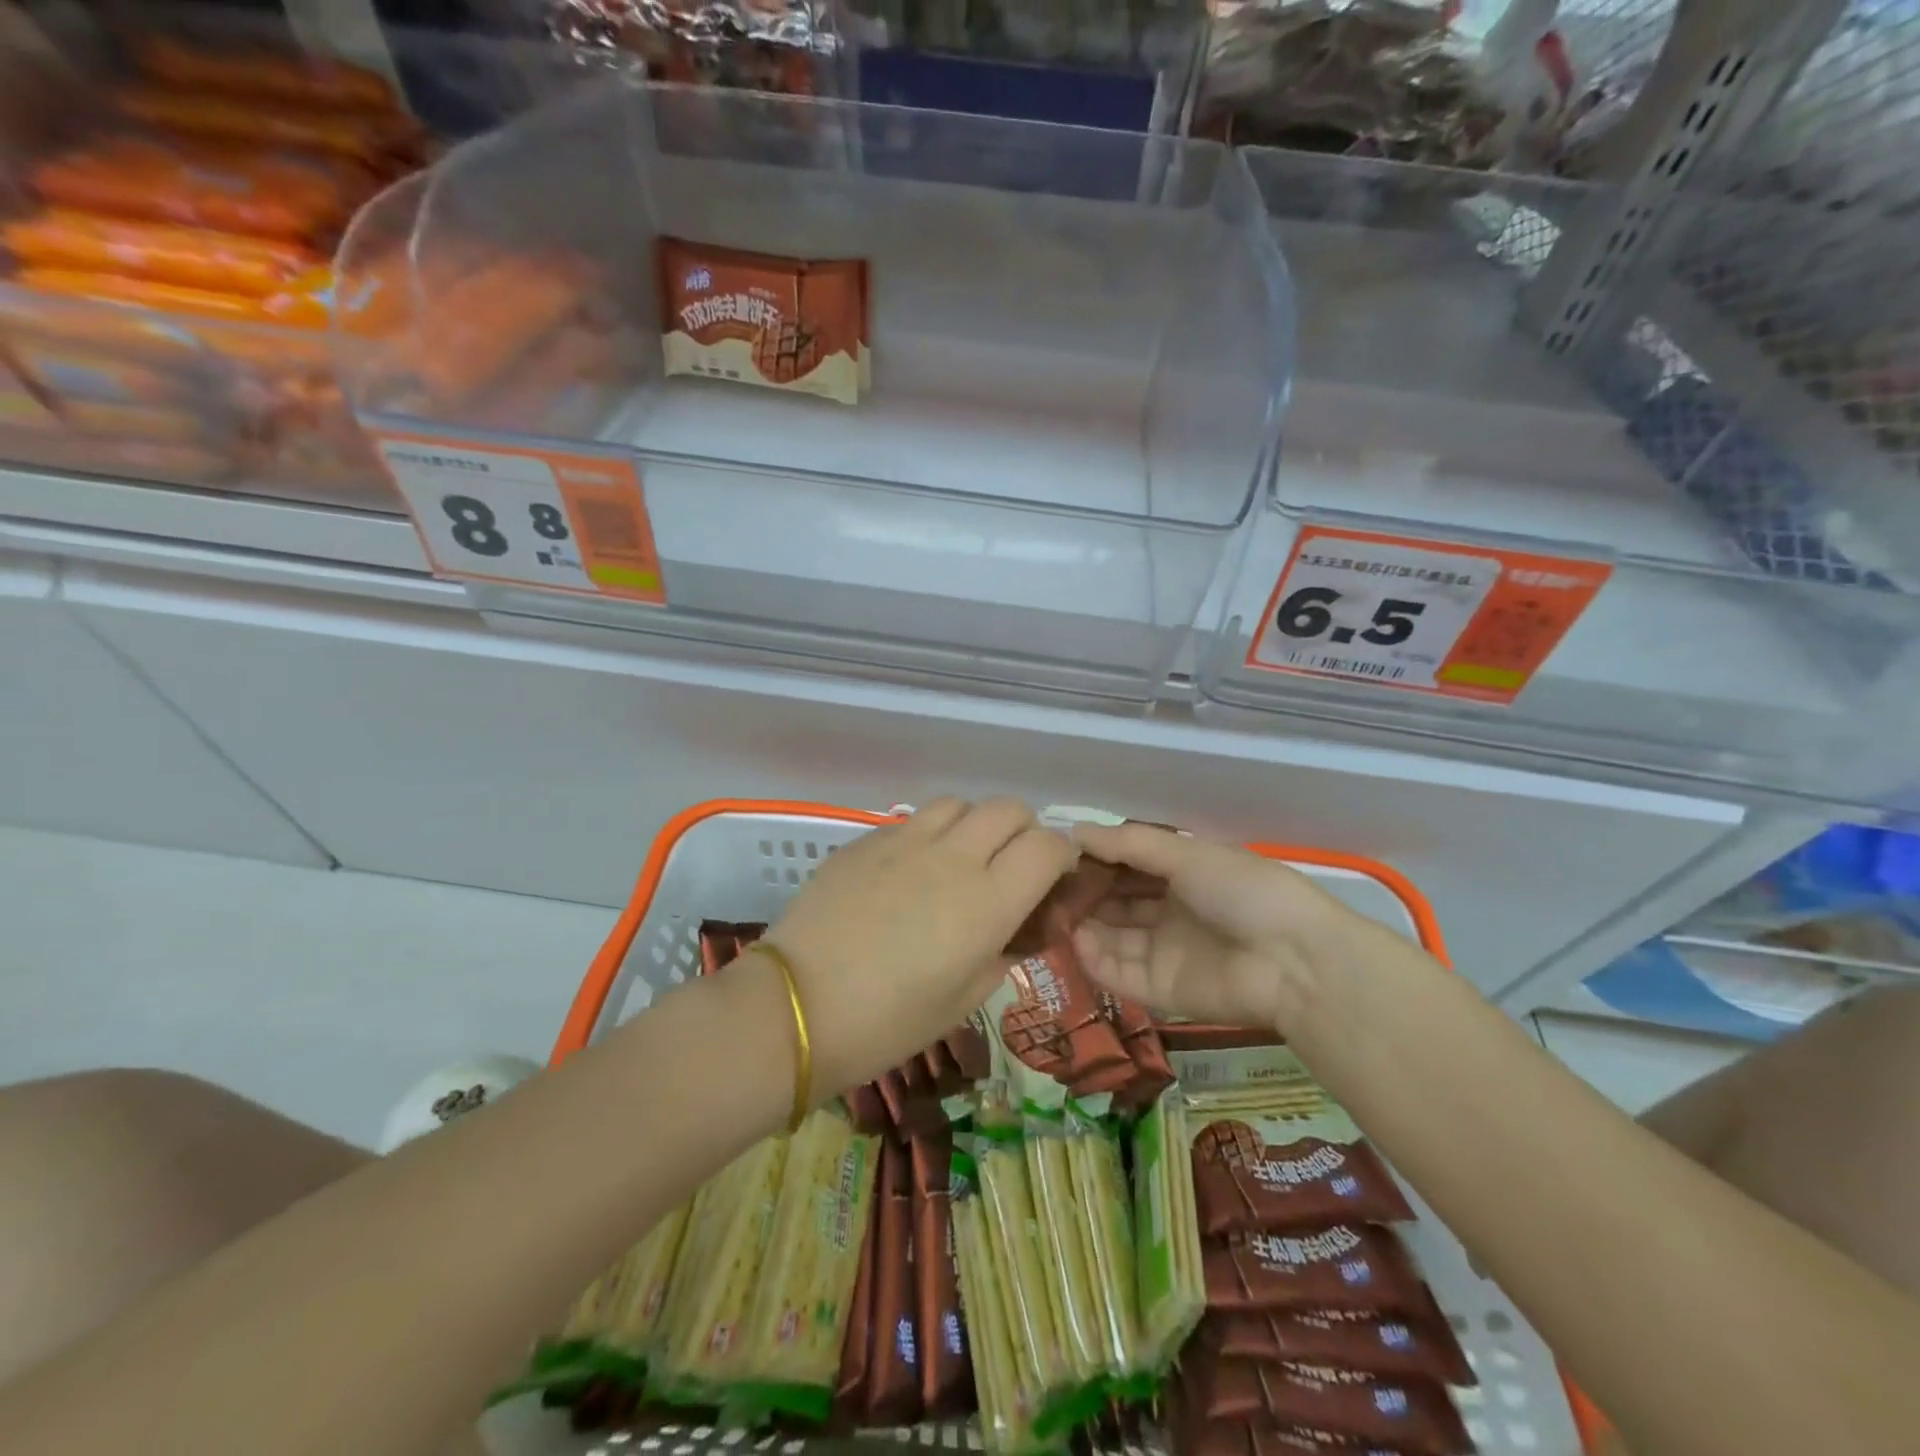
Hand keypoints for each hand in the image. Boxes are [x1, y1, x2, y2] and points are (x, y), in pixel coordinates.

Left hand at [759, 797, 1074, 1096]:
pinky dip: (928, 836)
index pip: (1048, 847)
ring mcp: (906, 841)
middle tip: (1008, 868)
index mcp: (988, 901)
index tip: (1051, 880)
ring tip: (958, 861)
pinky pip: (913, 820)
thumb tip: (1016, 930)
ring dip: (973, 826)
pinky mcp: (866, 839)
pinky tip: (908, 872)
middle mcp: (954, 857)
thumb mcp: (964, 1001)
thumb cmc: (888, 1022)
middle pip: (1009, 809)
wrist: (797, 1007)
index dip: (1060, 858)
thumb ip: (1002, 954)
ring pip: (960, 804)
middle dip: (1023, 831)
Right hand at [1069, 821, 1391, 1034]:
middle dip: (1085, 893)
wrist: (1294, 961)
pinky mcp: (1161, 992)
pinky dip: (1095, 960)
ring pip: (1112, 938)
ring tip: (1055, 914)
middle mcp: (1171, 913)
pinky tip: (1075, 942)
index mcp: (1184, 876)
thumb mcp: (1187, 855)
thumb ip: (1129, 844)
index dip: (1097, 859)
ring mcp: (1165, 954)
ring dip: (1084, 925)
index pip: (1129, 866)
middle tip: (1048, 887)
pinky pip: (1119, 974)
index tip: (1061, 854)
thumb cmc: (1243, 892)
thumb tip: (1074, 831)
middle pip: (1117, 902)